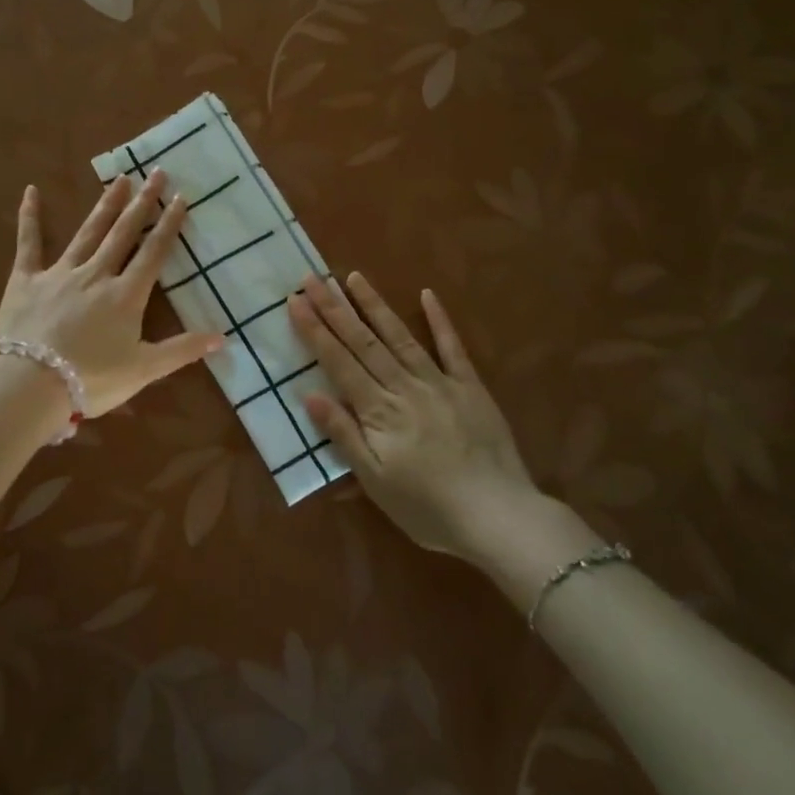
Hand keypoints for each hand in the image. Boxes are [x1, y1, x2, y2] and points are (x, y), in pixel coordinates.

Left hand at [0, 174, 222, 418]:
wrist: (29, 383)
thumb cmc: (90, 379)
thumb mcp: (144, 370)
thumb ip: (182, 350)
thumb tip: (224, 337)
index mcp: (126, 295)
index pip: (153, 253)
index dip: (169, 224)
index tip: (180, 197)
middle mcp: (97, 274)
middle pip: (124, 233)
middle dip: (142, 202)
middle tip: (156, 172)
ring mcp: (60, 273)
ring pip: (88, 232)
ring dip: (105, 204)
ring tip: (119, 178)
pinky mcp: (25, 279)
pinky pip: (29, 243)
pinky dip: (29, 218)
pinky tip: (31, 192)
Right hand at [288, 273, 543, 563]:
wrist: (498, 517)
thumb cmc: (427, 508)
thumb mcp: (375, 481)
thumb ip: (343, 435)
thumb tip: (310, 395)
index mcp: (378, 411)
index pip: (339, 362)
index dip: (315, 331)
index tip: (296, 301)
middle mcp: (404, 386)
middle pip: (363, 342)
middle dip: (335, 309)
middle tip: (313, 279)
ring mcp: (439, 382)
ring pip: (400, 336)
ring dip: (375, 305)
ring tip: (354, 278)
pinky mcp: (470, 387)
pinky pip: (452, 348)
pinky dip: (439, 320)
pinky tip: (426, 295)